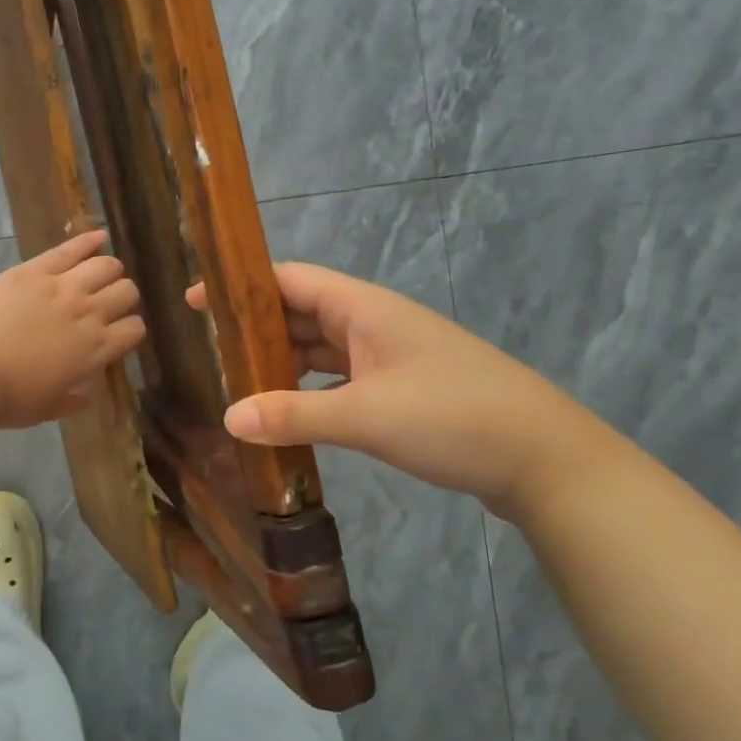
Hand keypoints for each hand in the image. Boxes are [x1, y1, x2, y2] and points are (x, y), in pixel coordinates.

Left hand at [0, 230, 146, 429]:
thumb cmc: (7, 398)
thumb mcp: (46, 409)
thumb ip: (71, 402)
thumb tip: (87, 397)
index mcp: (95, 351)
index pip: (134, 330)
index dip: (130, 330)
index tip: (118, 333)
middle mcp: (88, 314)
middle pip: (126, 292)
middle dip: (122, 297)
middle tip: (108, 302)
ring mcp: (63, 287)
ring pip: (106, 266)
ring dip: (109, 270)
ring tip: (102, 273)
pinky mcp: (35, 270)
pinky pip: (70, 248)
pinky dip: (89, 240)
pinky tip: (99, 236)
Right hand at [187, 262, 605, 516]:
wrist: (547, 460)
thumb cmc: (456, 419)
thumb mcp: (367, 416)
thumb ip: (294, 414)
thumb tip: (227, 417)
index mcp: (364, 308)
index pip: (288, 279)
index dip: (240, 286)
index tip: (193, 301)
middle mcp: (373, 322)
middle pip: (300, 311)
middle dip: (253, 325)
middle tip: (204, 347)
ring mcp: (390, 356)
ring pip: (319, 346)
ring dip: (280, 359)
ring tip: (233, 378)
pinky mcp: (401, 388)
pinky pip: (339, 376)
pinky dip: (308, 386)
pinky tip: (287, 409)